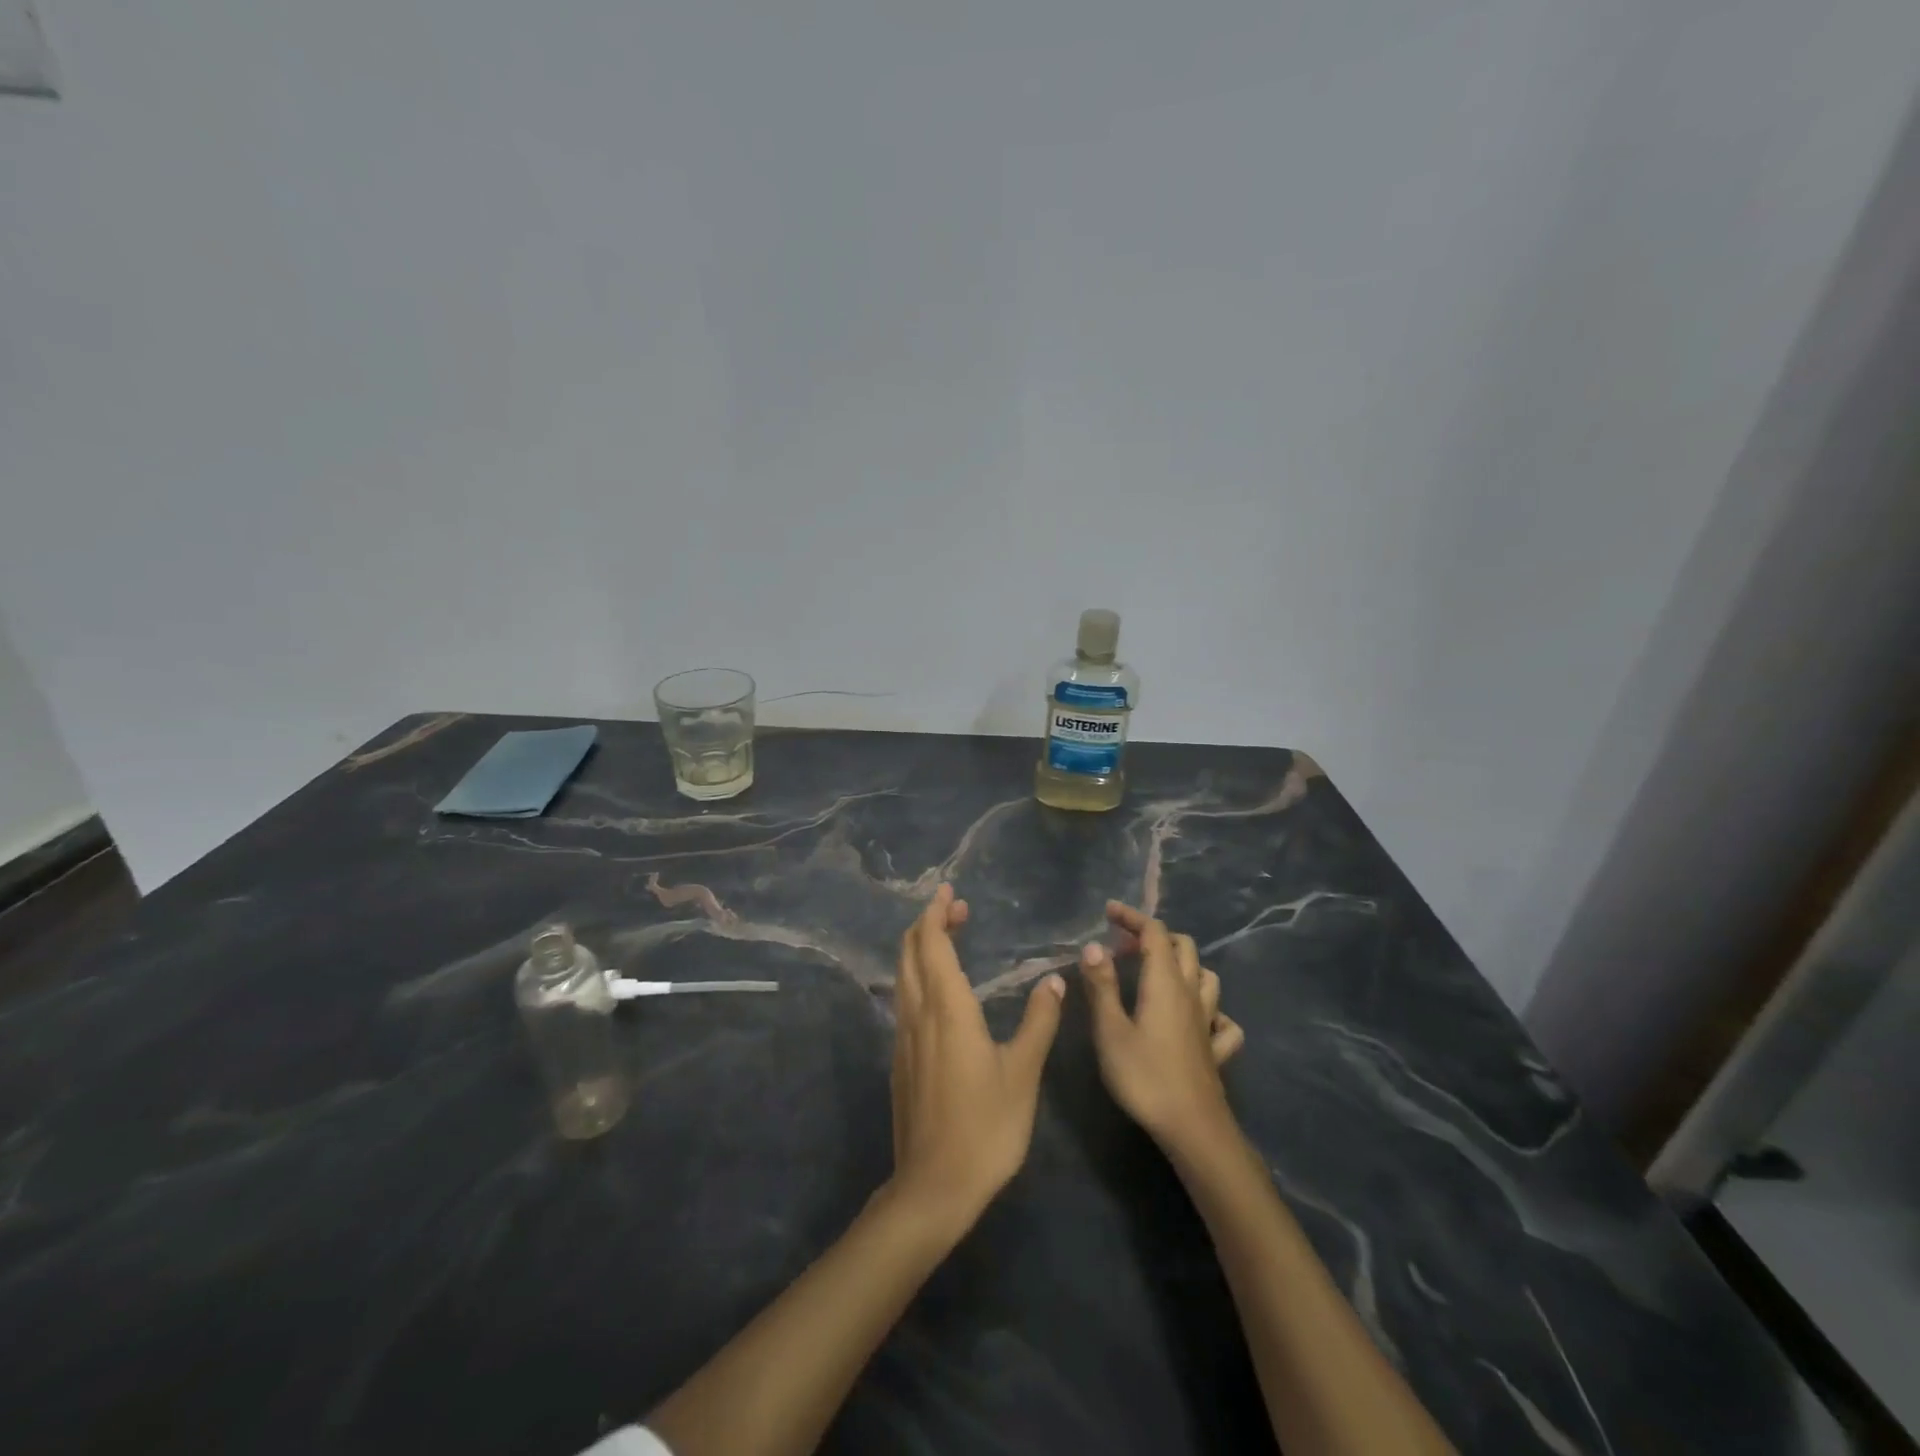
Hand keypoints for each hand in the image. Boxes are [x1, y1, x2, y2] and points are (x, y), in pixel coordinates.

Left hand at [889, 884, 1064, 1224]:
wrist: (933, 1187)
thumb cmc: (986, 1128)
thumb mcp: (1023, 1073)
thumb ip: (1039, 1022)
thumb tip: (1054, 981)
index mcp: (947, 1008)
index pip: (933, 943)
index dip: (938, 913)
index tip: (950, 892)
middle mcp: (918, 1013)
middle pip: (911, 951)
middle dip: (929, 922)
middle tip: (957, 909)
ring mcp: (904, 1036)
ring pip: (903, 974)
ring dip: (921, 947)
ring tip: (948, 938)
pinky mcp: (899, 1058)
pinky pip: (904, 998)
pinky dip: (917, 975)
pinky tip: (939, 990)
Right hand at [1081, 900, 1245, 1152]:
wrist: (1193, 1129)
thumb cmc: (1145, 1077)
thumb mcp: (1110, 1030)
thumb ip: (1101, 986)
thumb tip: (1093, 946)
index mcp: (1165, 982)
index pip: (1154, 933)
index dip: (1133, 917)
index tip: (1108, 912)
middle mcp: (1191, 994)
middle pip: (1183, 947)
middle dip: (1154, 936)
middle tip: (1124, 947)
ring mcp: (1208, 1022)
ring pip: (1206, 977)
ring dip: (1183, 965)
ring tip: (1157, 974)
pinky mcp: (1216, 1050)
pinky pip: (1222, 1020)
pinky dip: (1210, 1010)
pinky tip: (1196, 1021)